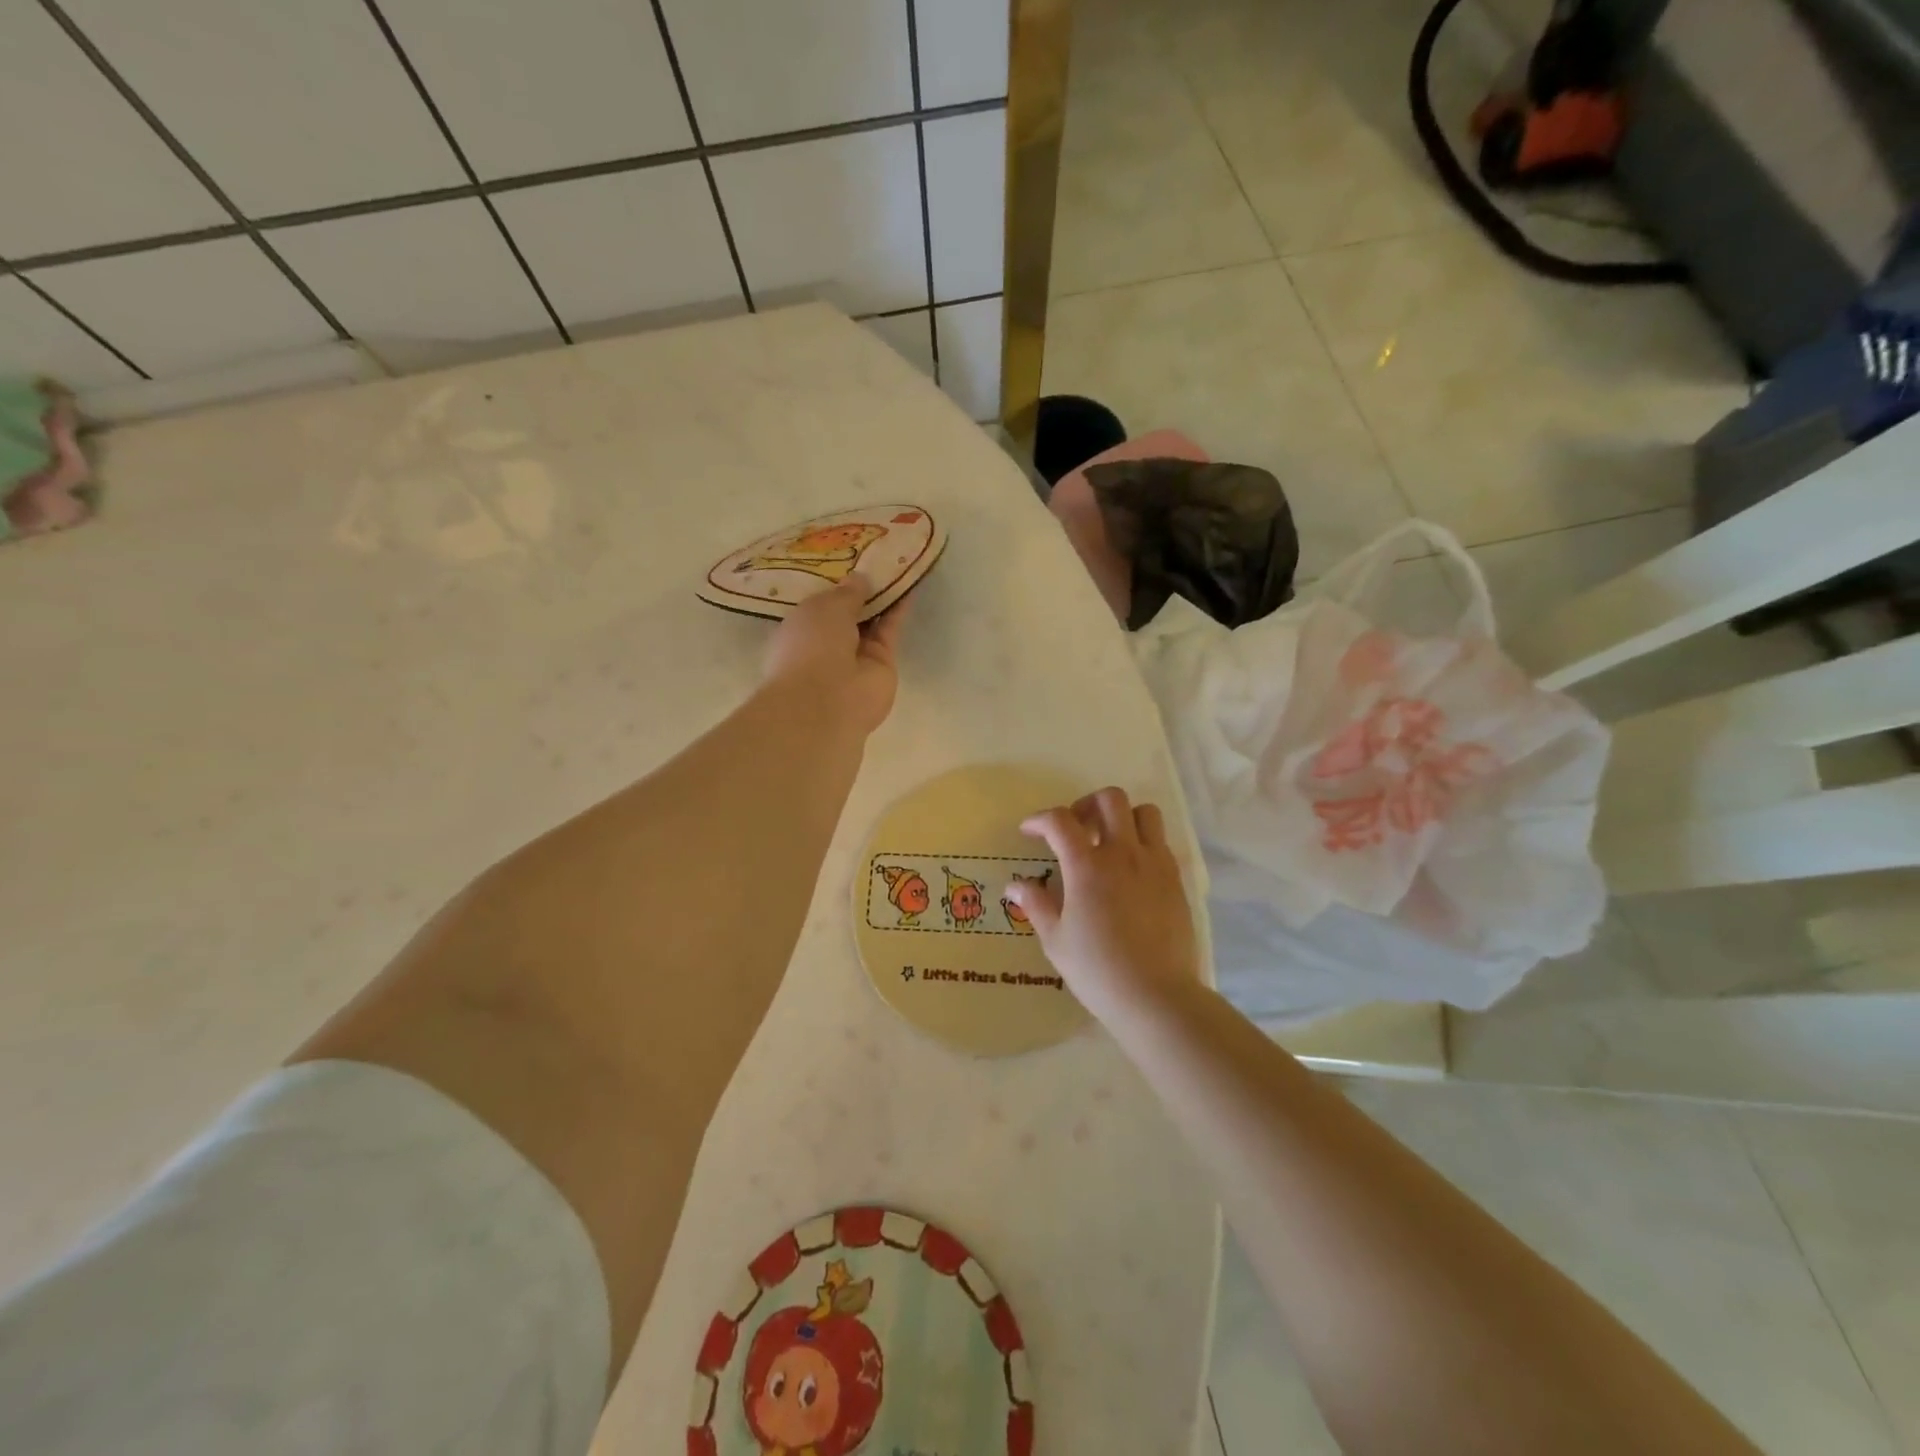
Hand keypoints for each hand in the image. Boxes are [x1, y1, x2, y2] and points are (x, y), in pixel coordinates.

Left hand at [761, 573, 910, 734]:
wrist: (827, 702)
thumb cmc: (810, 647)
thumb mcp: (824, 607)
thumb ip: (846, 592)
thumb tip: (861, 578)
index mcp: (801, 629)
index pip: (820, 604)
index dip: (835, 583)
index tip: (849, 558)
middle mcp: (827, 642)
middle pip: (849, 611)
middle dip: (861, 588)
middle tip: (878, 555)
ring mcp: (856, 655)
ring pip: (872, 619)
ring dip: (884, 595)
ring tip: (898, 562)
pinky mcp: (882, 662)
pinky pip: (890, 629)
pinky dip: (899, 609)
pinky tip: (909, 581)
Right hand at [1004, 787, 1200, 1025]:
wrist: (1157, 996)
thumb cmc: (1098, 970)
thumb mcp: (1056, 940)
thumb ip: (1036, 905)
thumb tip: (1015, 886)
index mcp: (1088, 866)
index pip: (1060, 821)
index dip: (1040, 819)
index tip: (1029, 831)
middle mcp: (1124, 854)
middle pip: (1110, 799)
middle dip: (1086, 805)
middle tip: (1075, 829)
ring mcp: (1155, 864)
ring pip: (1144, 812)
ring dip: (1122, 817)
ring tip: (1108, 843)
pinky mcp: (1176, 879)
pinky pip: (1161, 842)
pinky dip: (1142, 842)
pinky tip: (1130, 871)